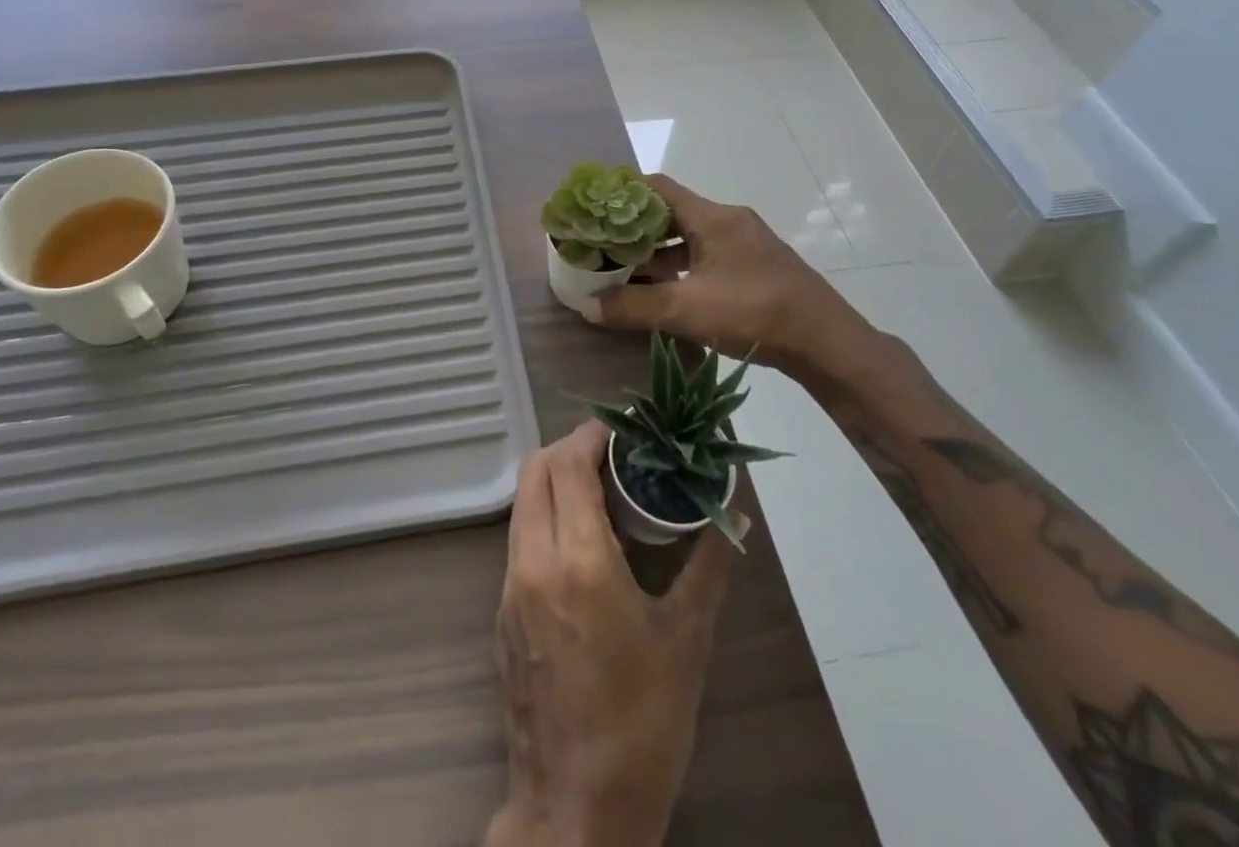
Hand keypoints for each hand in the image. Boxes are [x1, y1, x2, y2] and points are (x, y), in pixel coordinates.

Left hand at [487, 422, 737, 846]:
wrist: (576, 810)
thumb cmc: (642, 725)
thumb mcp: (686, 640)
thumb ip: (708, 566)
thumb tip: (735, 517)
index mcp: (577, 561)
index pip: (568, 463)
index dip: (592, 435)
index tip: (623, 431)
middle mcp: (533, 560)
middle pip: (536, 470)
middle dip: (571, 448)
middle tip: (614, 456)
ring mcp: (510, 586)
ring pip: (524, 502)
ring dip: (555, 481)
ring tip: (602, 493)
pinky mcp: (503, 611)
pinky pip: (520, 537)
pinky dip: (545, 516)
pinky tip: (582, 543)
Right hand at [584, 175, 874, 384]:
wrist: (827, 343)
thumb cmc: (754, 312)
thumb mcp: (686, 310)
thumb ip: (634, 306)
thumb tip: (587, 305)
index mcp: (712, 217)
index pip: (657, 187)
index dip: (623, 194)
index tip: (594, 209)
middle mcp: (728, 221)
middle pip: (671, 213)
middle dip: (635, 229)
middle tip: (603, 246)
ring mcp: (745, 244)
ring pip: (689, 238)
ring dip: (657, 253)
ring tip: (625, 273)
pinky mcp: (755, 268)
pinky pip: (706, 257)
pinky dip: (680, 269)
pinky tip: (664, 294)